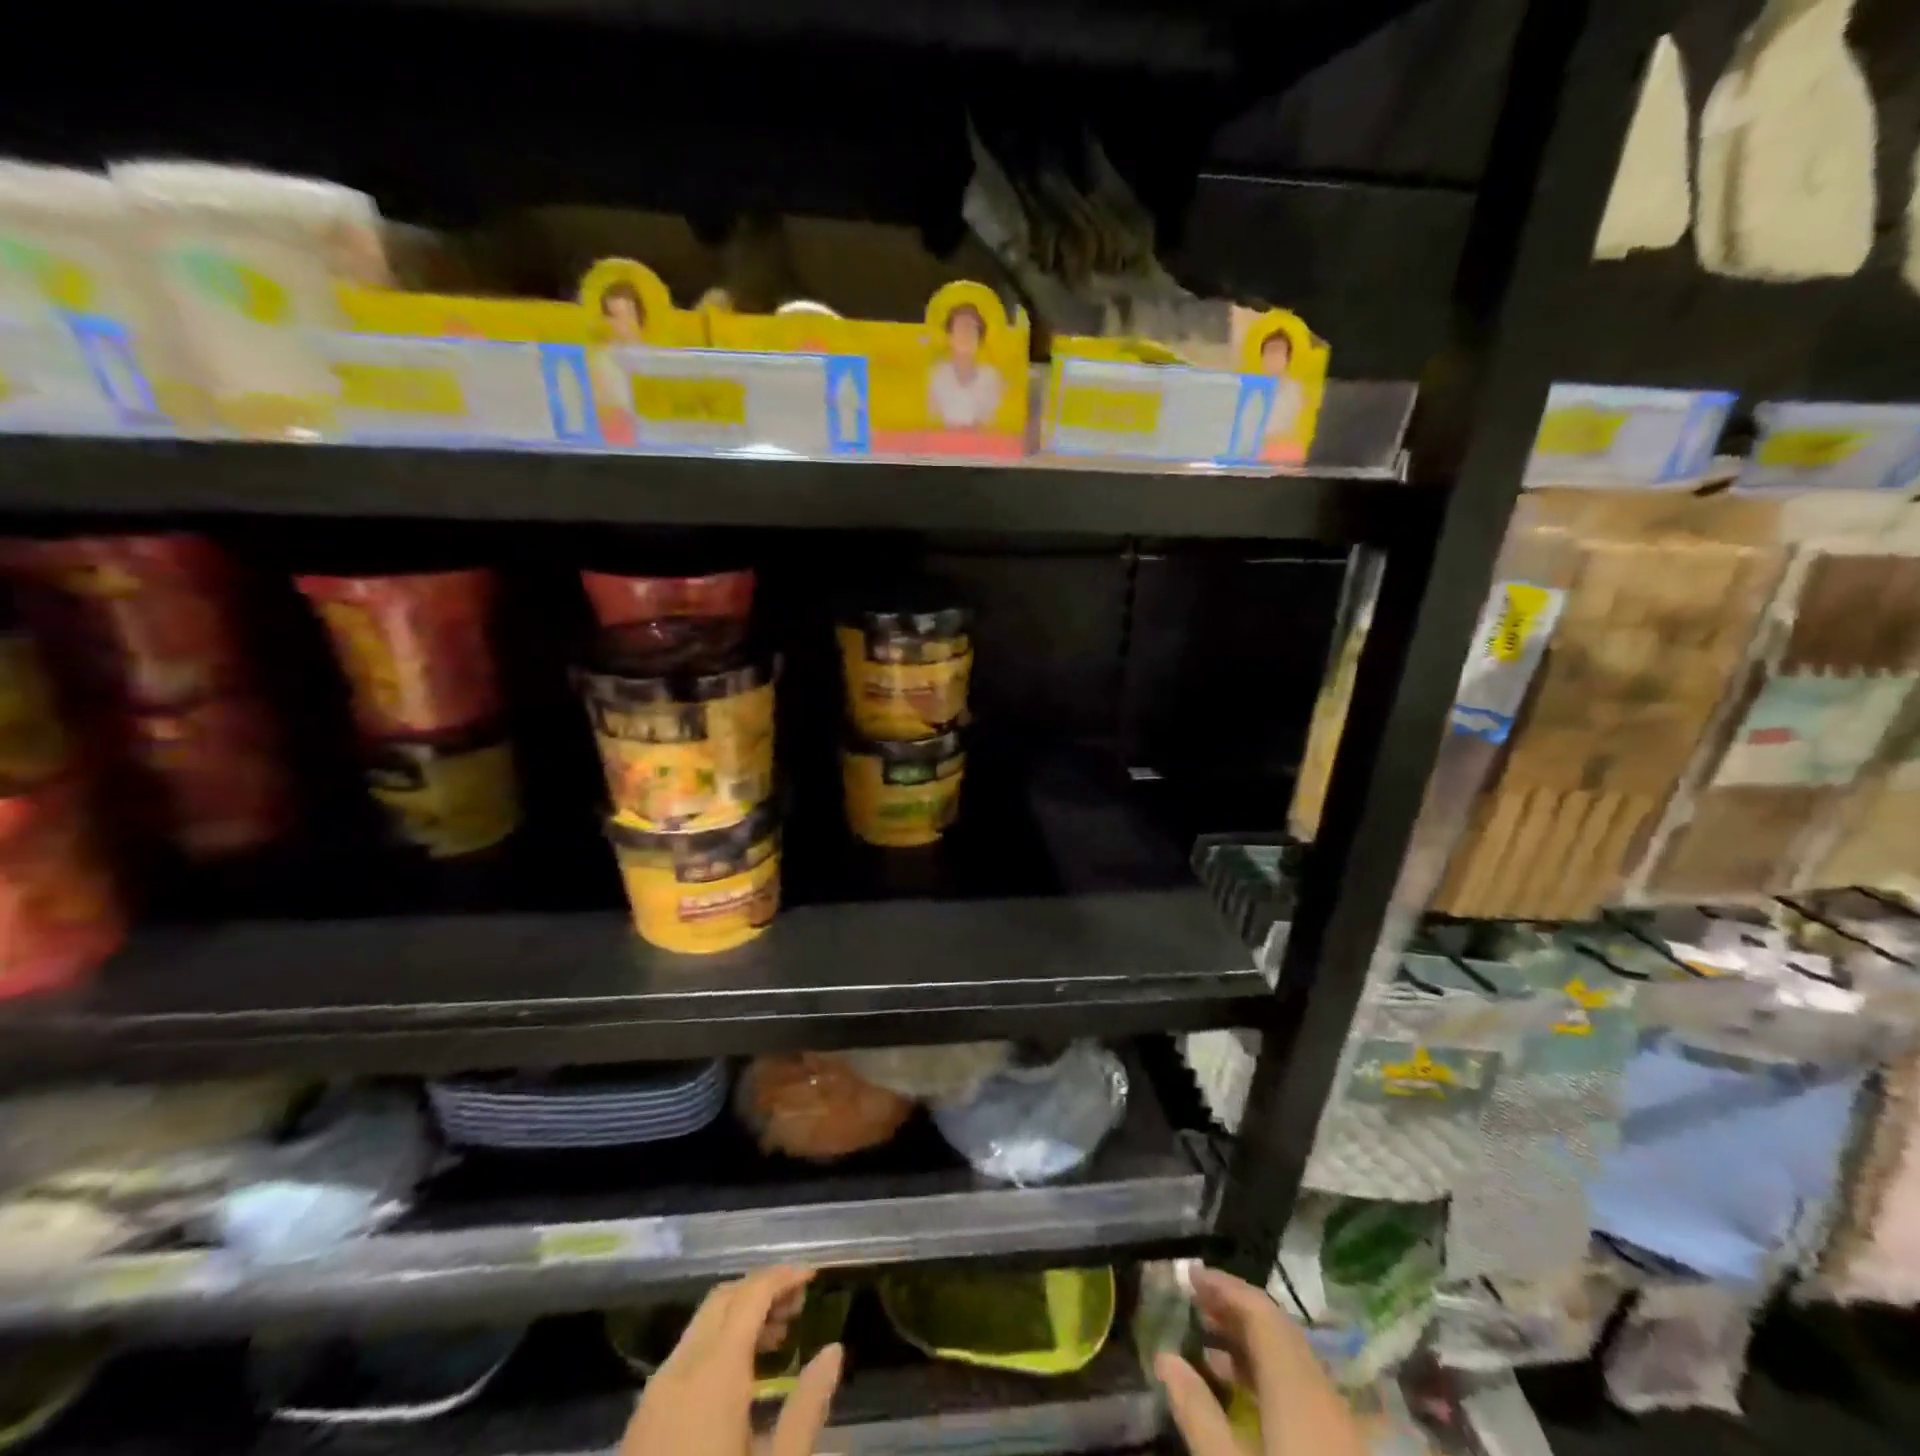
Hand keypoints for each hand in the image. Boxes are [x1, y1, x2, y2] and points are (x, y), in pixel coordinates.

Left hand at [620, 1266, 843, 1455]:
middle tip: (799, 1306)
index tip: (814, 1276)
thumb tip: (834, 1351)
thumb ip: (807, 1409)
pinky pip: (685, 1356)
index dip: (783, 1277)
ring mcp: (653, 1395)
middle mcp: (679, 1370)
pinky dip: (717, 1344)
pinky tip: (741, 1378)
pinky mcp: (640, 1422)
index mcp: (713, 1374)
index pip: (751, 1295)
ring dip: (740, 1317)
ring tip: (778, 1338)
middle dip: (762, 1291)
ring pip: (701, 1326)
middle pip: (722, 1300)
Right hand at [1154, 1265, 1365, 1455]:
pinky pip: (1302, 1391)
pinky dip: (1268, 1376)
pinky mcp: (1344, 1452)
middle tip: (1193, 1301)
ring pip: (1292, 1362)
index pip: (1261, 1314)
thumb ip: (1197, 1414)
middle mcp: (1323, 1395)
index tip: (1189, 1275)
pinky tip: (1240, 1393)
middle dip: (1235, 1311)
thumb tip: (1165, 1357)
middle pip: (1279, 1333)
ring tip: (1206, 1340)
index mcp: (1297, 1390)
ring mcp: (1341, 1427)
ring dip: (1250, 1343)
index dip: (1225, 1288)